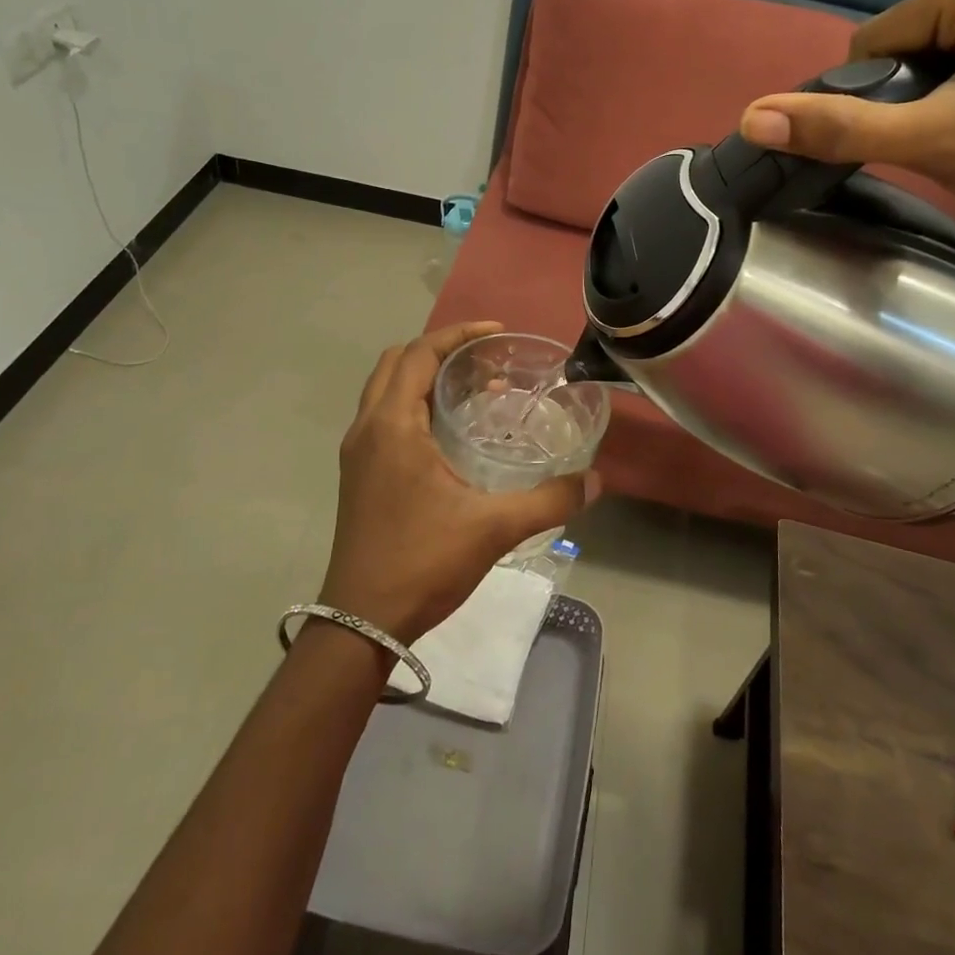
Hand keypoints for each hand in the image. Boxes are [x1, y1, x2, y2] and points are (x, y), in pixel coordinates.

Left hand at [320, 321, 594, 645]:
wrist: (361, 621)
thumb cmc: (422, 563)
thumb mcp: (493, 528)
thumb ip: (549, 500)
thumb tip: (596, 481)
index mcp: (392, 426)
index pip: (418, 354)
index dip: (457, 334)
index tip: (497, 333)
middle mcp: (367, 429)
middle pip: (396, 363)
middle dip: (439, 350)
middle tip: (486, 359)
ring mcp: (358, 453)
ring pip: (387, 390)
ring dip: (425, 377)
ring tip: (476, 388)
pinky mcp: (359, 474)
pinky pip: (385, 417)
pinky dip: (415, 404)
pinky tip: (453, 432)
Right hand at [738, 0, 954, 237]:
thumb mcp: (930, 143)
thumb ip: (841, 129)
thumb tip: (752, 116)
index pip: (877, 38)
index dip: (875, 95)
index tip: (918, 133)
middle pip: (902, 41)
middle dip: (905, 95)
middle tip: (947, 136)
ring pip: (926, 51)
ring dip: (926, 96)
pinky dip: (951, 89)